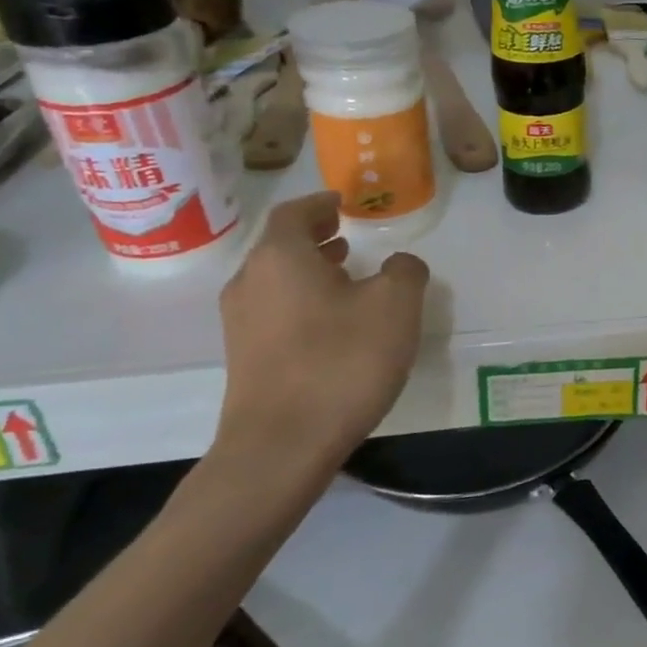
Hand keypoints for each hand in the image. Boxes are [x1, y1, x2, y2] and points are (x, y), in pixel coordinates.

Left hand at [216, 192, 429, 474]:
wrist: (283, 445)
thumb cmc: (342, 360)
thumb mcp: (396, 305)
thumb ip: (405, 271)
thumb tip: (399, 264)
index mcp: (281, 257)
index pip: (294, 213)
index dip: (319, 203)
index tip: (343, 201)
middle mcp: (251, 282)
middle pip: (280, 246)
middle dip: (315, 237)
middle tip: (349, 235)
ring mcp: (241, 323)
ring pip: (276, 280)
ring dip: (310, 270)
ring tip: (347, 275)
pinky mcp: (245, 358)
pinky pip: (275, 310)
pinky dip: (303, 299)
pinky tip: (335, 321)